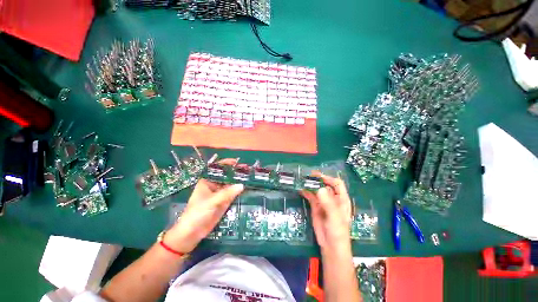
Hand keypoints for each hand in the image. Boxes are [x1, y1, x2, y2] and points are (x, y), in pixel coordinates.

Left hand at [164, 159, 243, 252]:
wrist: (192, 233)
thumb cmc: (197, 213)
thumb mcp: (211, 201)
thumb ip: (226, 193)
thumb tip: (241, 185)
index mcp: (207, 181)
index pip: (217, 169)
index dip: (226, 164)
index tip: (237, 161)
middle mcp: (214, 185)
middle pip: (226, 176)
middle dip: (236, 172)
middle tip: (248, 170)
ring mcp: (220, 194)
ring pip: (231, 185)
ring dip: (239, 181)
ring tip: (250, 177)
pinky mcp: (225, 202)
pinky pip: (233, 194)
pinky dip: (240, 191)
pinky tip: (248, 188)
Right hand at [300, 173, 351, 251]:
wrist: (330, 247)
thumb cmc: (338, 232)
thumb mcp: (335, 218)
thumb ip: (328, 204)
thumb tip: (320, 189)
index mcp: (341, 199)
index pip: (337, 183)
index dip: (328, 178)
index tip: (317, 177)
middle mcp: (332, 198)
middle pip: (325, 184)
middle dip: (317, 179)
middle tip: (307, 176)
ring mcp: (323, 202)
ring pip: (316, 189)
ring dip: (310, 184)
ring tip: (301, 180)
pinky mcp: (315, 206)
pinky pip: (310, 196)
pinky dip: (305, 192)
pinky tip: (300, 189)